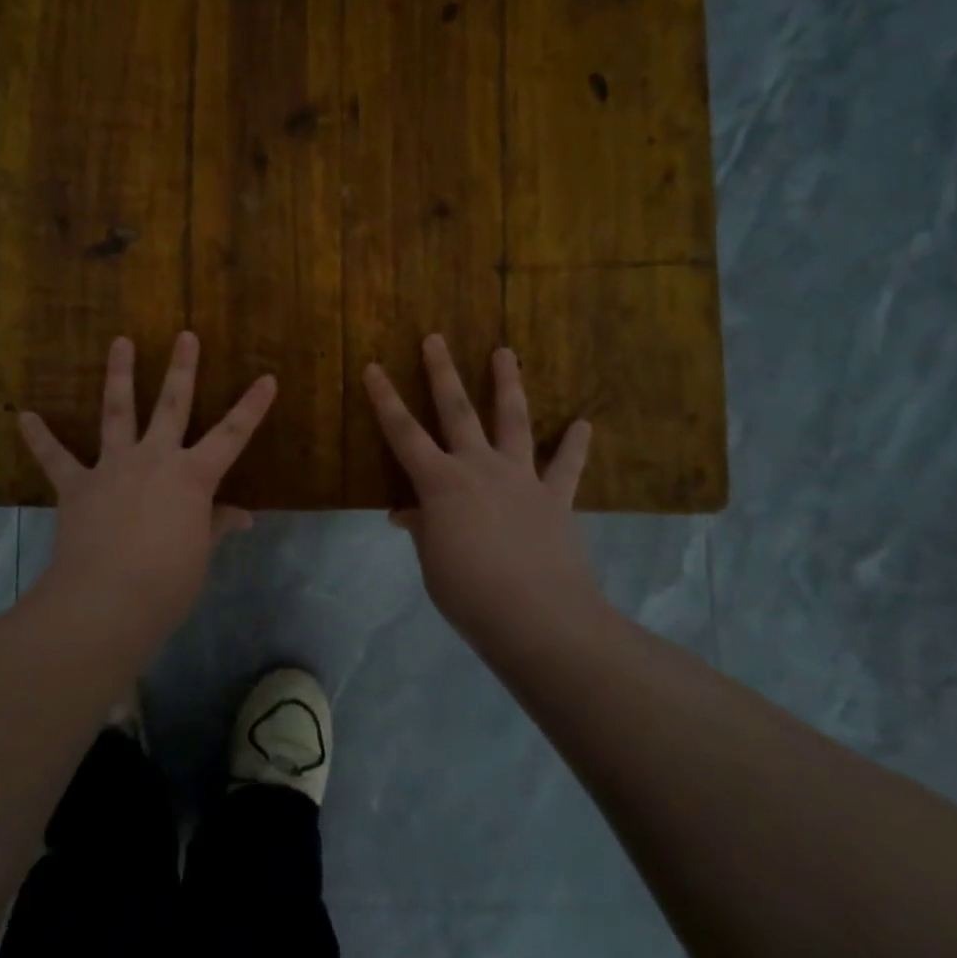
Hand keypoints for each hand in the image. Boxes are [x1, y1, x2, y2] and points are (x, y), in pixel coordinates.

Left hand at [20, 332, 276, 632]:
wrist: (106, 601)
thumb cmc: (167, 582)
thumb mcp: (200, 554)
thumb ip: (215, 525)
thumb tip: (243, 515)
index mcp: (192, 476)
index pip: (232, 435)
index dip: (252, 407)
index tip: (267, 378)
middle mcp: (154, 459)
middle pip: (172, 405)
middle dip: (181, 368)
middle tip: (184, 335)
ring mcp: (112, 467)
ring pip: (117, 411)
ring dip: (118, 375)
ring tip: (119, 341)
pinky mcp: (77, 486)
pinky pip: (55, 458)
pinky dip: (39, 438)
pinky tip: (23, 416)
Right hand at [364, 335, 606, 651]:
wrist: (538, 618)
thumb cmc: (469, 593)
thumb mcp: (432, 562)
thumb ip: (423, 529)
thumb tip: (407, 513)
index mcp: (440, 483)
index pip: (403, 433)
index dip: (385, 399)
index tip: (373, 367)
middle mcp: (479, 467)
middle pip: (457, 411)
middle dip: (442, 373)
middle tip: (436, 338)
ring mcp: (521, 478)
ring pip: (513, 421)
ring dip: (508, 385)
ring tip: (506, 352)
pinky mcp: (556, 497)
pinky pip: (567, 466)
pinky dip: (574, 445)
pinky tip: (583, 424)